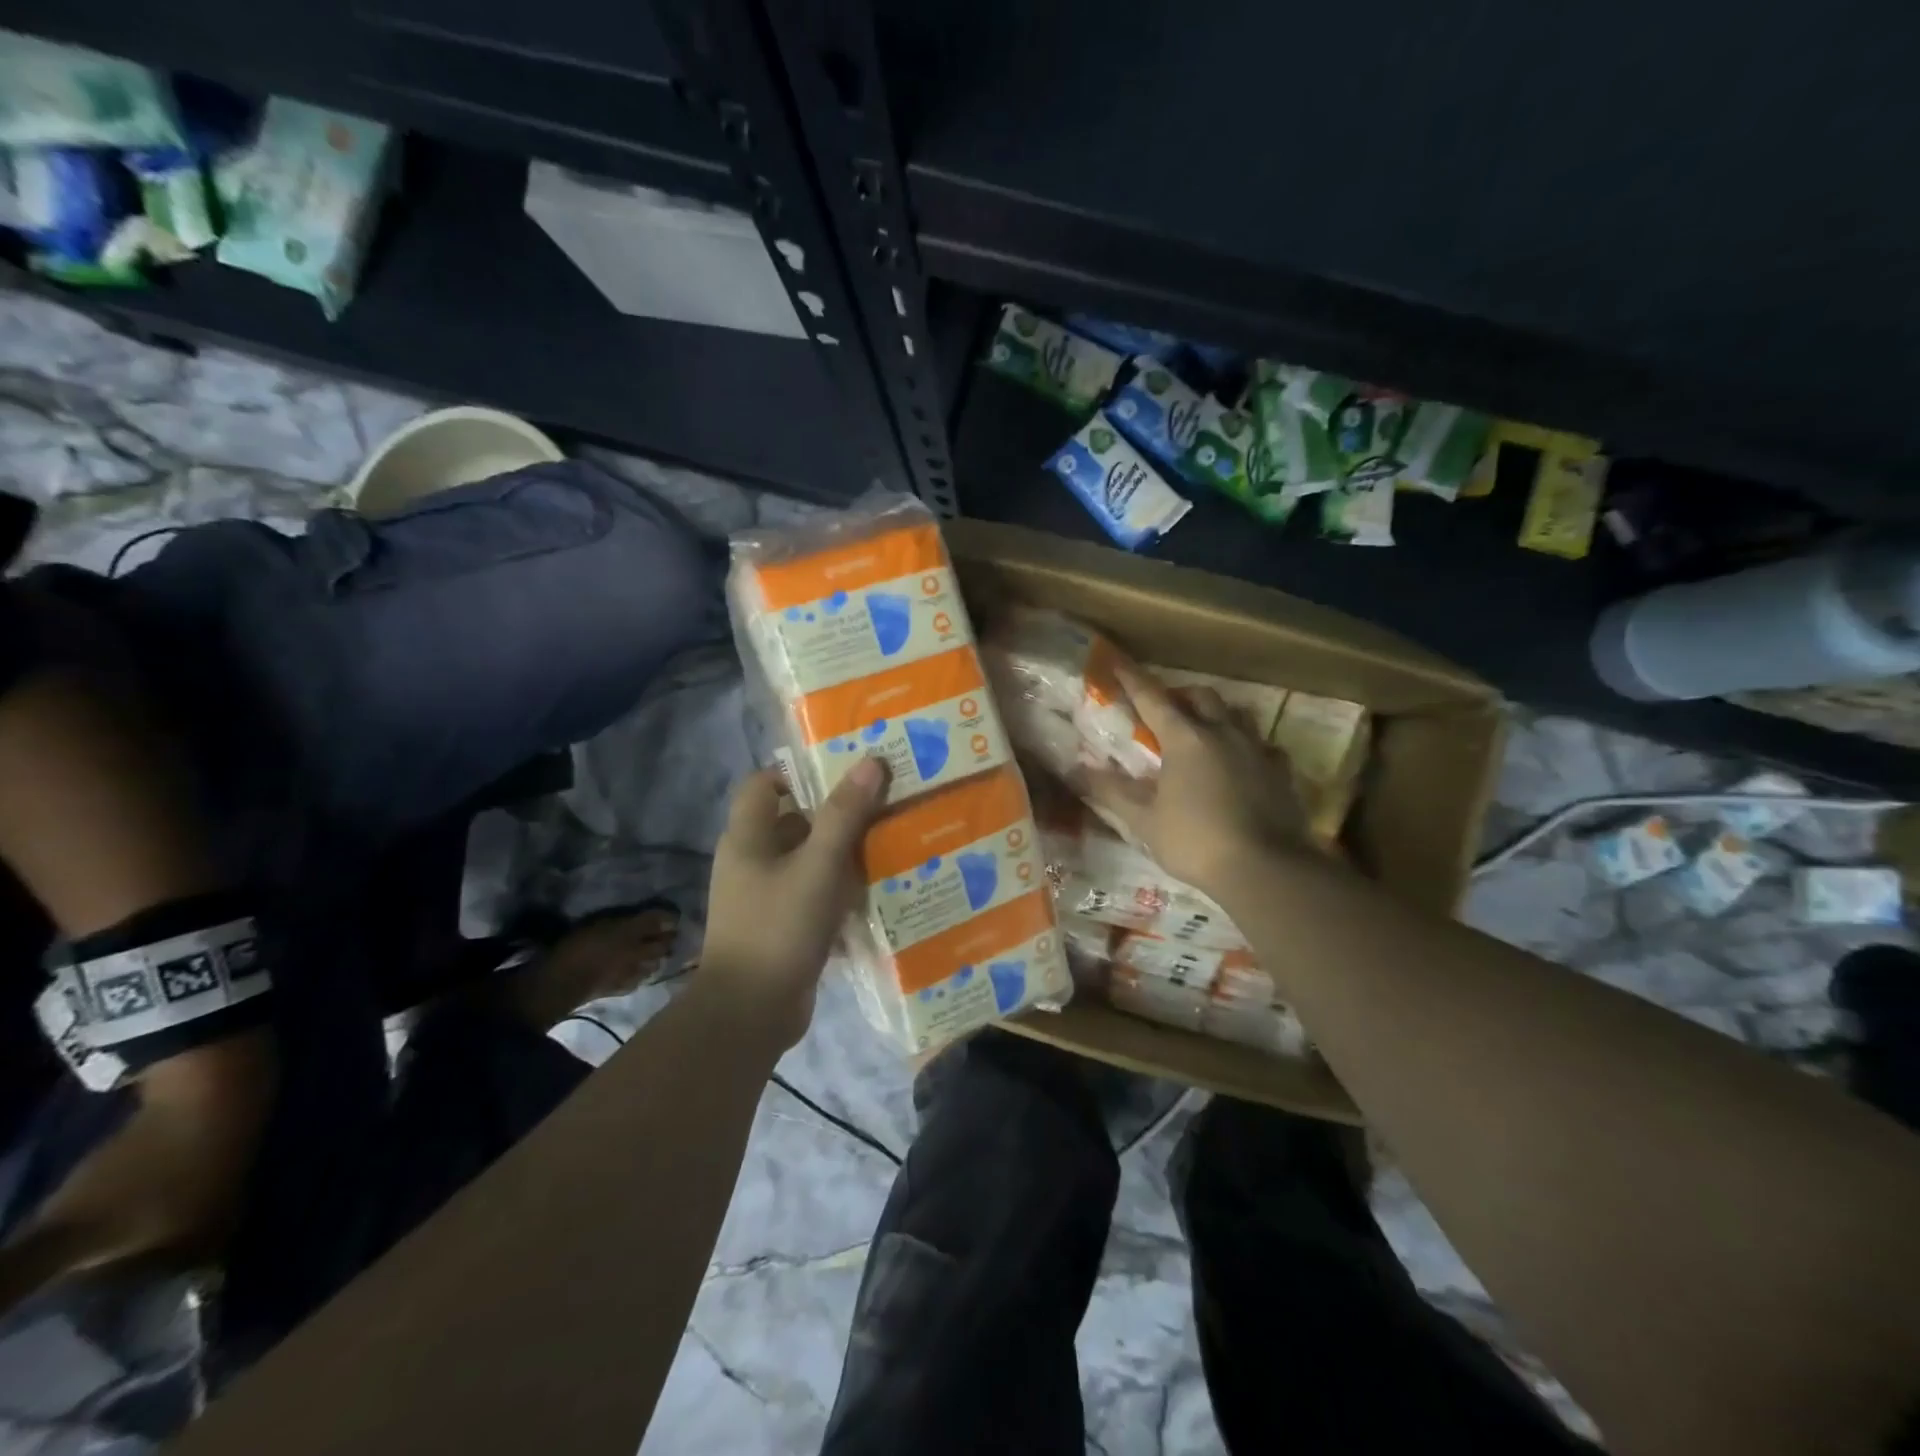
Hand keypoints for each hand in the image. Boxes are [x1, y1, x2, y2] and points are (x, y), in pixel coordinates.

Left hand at [701, 758, 889, 1045]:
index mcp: (747, 838)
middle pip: (794, 822)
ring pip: (808, 861)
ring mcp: (765, 897)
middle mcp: (752, 862)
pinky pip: (814, 896)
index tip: (845, 773)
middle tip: (884, 805)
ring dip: (844, 854)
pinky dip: (840, 891)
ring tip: (891, 843)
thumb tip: (871, 761)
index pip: (764, 784)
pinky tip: (878, 891)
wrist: (750, 1013)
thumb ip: (844, 815)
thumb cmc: (778, 928)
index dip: (799, 772)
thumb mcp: (817, 867)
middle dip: (836, 814)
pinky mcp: (782, 926)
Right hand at [1086, 663, 1307, 897]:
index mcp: (1185, 739)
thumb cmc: (1195, 841)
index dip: (1132, 680)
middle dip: (1180, 695)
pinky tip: (1244, 764)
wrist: (1265, 869)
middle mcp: (1223, 733)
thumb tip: (1077, 771)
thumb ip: (1111, 792)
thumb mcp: (1144, 820)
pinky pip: (1264, 747)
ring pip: (1237, 715)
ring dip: (1217, 715)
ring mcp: (1257, 750)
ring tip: (1205, 731)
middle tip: (1166, 709)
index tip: (1118, 664)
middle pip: (1201, 696)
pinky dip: (1248, 748)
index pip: (1152, 698)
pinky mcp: (1281, 773)